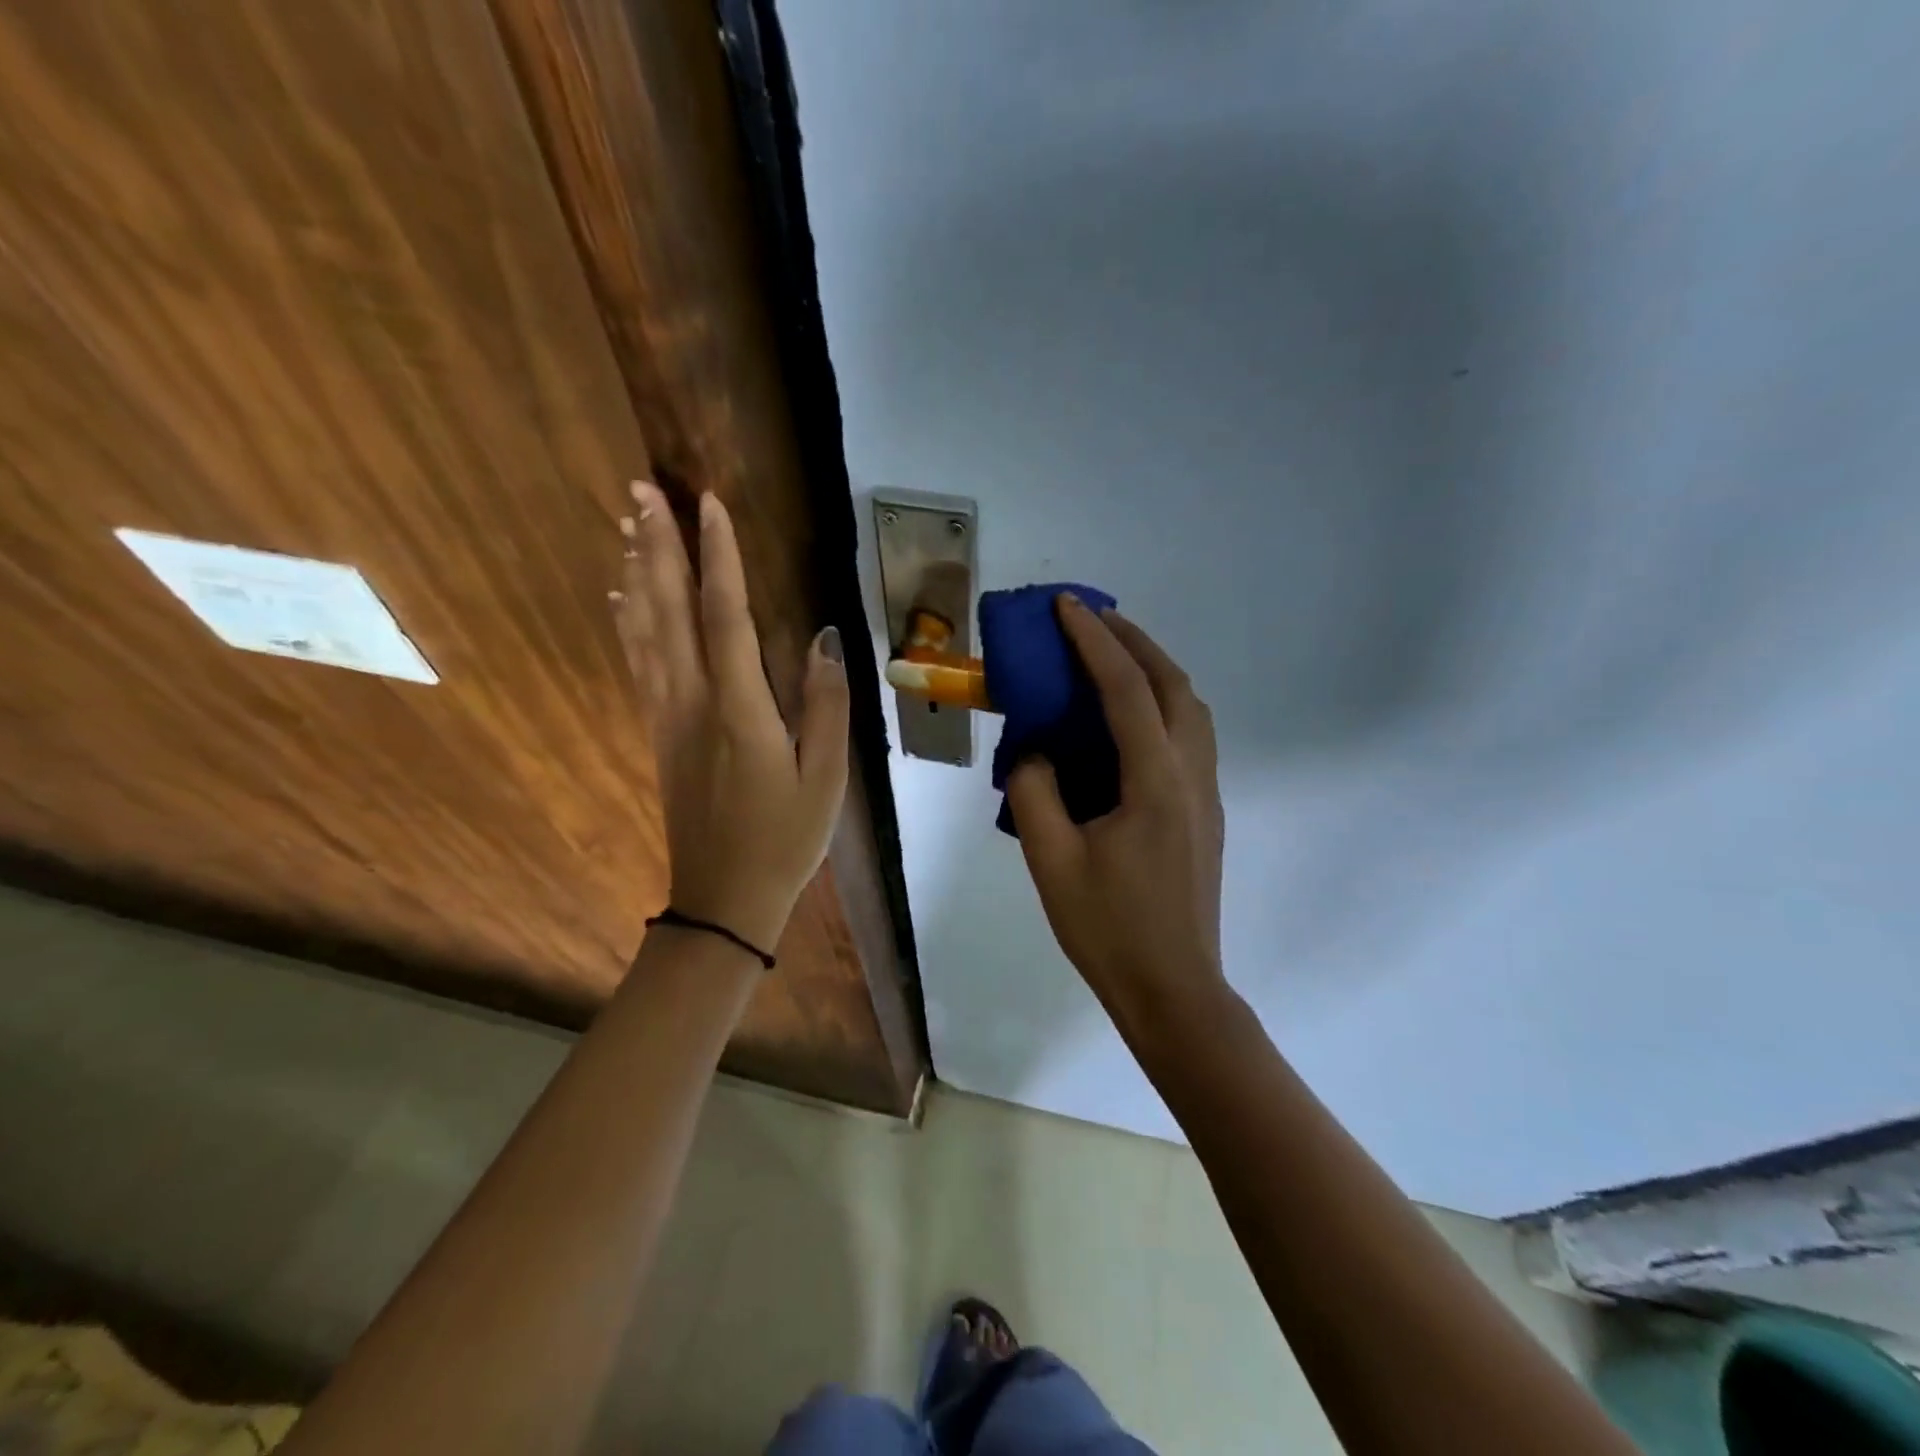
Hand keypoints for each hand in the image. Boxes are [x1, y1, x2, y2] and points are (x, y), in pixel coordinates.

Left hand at [613, 482, 848, 952]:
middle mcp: (693, 702)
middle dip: (657, 545)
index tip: (709, 502)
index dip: (718, 555)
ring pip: (644, 631)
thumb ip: (826, 706)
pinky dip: (627, 621)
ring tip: (628, 525)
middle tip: (641, 489)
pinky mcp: (659, 733)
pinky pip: (638, 663)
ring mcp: (668, 717)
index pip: (725, 615)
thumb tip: (825, 638)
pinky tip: (621, 598)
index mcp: (740, 709)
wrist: (723, 899)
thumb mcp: (825, 778)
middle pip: (669, 610)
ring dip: (637, 573)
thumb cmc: (786, 840)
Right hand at [1006, 597, 1225, 1024]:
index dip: (1094, 641)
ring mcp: (1206, 793)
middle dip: (1133, 640)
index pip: (1125, 689)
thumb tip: (1034, 753)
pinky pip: (1189, 735)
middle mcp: (1191, 774)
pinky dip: (1161, 703)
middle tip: (1092, 618)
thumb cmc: (1108, 928)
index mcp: (1154, 781)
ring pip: (1190, 707)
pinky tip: (1129, 720)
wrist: (1173, 989)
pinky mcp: (1205, 812)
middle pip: (1172, 684)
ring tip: (1112, 658)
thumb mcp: (1051, 860)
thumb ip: (1034, 792)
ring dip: (1153, 669)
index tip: (1067, 605)